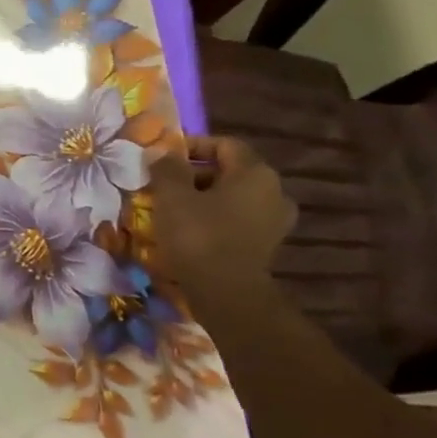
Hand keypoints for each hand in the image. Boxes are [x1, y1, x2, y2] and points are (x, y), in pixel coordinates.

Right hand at [150, 135, 295, 302]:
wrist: (227, 293)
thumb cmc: (198, 235)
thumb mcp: (172, 196)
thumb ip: (166, 168)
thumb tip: (161, 151)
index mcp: (255, 173)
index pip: (225, 144)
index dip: (193, 145)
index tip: (164, 158)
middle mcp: (274, 191)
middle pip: (230, 171)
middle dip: (195, 174)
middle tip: (163, 185)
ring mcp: (275, 220)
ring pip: (233, 197)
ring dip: (204, 197)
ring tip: (173, 208)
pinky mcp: (267, 244)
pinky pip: (238, 219)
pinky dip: (216, 218)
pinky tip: (191, 229)